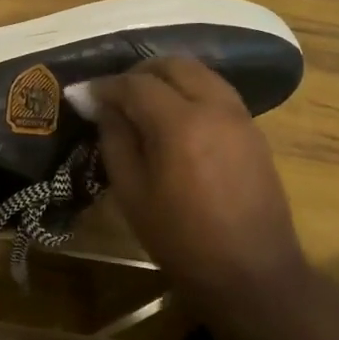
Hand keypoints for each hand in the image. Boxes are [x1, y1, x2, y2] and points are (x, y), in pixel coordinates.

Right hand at [92, 58, 311, 313]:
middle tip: (116, 95)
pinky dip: (192, 91)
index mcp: (180, 124)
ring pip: (200, 73)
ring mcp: (240, 116)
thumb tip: (102, 107)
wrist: (252, 274)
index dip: (106, 86)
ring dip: (169, 78)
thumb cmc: (182, 240)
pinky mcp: (254, 130)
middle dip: (140, 73)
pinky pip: (217, 92)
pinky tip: (176, 118)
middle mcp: (214, 107)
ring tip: (145, 103)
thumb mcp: (132, 193)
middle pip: (174, 65)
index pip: (136, 84)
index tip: (84, 95)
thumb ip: (115, 140)